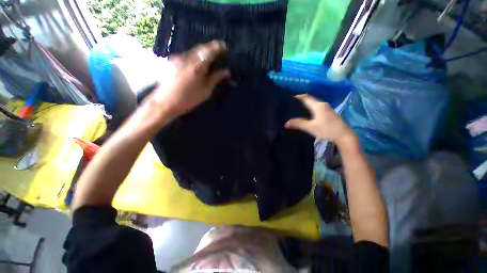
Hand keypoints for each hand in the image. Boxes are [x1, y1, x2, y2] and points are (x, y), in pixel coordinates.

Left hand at [146, 40, 229, 124]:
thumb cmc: (188, 99)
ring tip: (207, 62)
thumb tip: (227, 71)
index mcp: (197, 66)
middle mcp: (186, 57)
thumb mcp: (206, 91)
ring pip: (193, 51)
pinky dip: (194, 58)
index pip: (210, 50)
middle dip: (211, 50)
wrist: (165, 102)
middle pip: (201, 48)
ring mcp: (177, 57)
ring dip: (202, 55)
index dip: (218, 47)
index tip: (225, 48)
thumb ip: (216, 78)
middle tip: (218, 55)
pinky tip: (195, 67)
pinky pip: (186, 56)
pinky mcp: (171, 61)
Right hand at [285, 94, 354, 144]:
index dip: (298, 97)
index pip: (306, 98)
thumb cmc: (326, 129)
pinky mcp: (329, 113)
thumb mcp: (310, 127)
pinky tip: (307, 114)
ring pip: (314, 103)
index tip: (290, 98)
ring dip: (306, 104)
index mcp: (318, 106)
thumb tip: (286, 123)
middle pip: (310, 99)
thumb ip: (298, 124)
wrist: (343, 135)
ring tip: (297, 109)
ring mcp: (327, 108)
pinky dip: (310, 107)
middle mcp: (322, 104)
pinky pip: (317, 107)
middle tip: (292, 104)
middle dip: (301, 100)